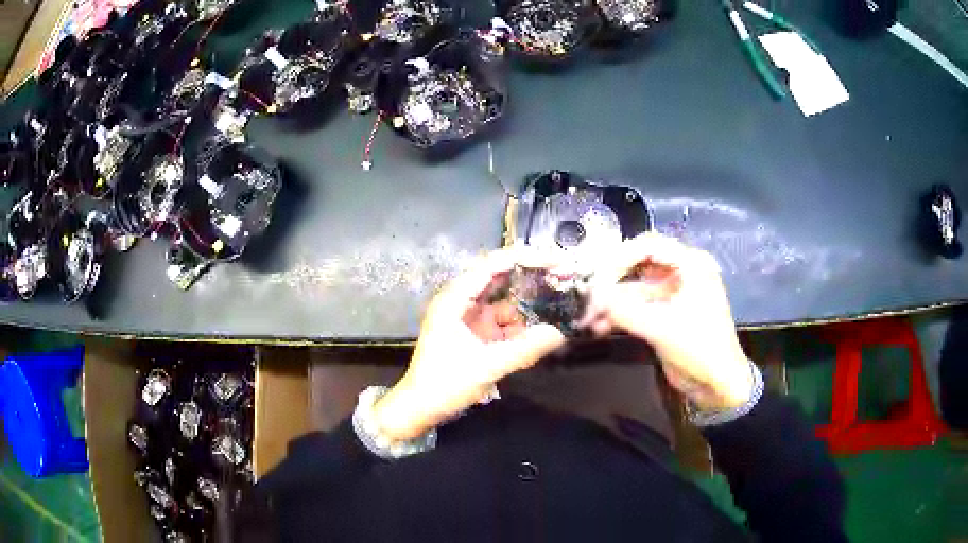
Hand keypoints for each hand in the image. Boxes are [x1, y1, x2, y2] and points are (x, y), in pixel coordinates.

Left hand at [374, 247, 565, 440]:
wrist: (421, 407)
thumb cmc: (446, 384)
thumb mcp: (487, 367)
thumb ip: (524, 350)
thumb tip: (560, 333)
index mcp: (455, 299)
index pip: (492, 265)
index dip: (523, 258)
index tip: (553, 259)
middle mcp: (460, 300)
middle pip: (498, 277)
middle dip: (529, 274)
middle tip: (561, 273)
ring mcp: (467, 316)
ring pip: (502, 300)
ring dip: (526, 302)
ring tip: (557, 299)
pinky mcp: (473, 332)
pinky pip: (501, 320)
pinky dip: (519, 324)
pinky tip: (538, 330)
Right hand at [583, 233, 753, 411]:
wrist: (717, 385)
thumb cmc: (701, 349)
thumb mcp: (662, 328)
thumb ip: (625, 311)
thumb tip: (592, 299)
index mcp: (691, 265)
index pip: (648, 245)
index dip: (619, 258)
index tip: (597, 278)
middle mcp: (681, 273)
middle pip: (637, 264)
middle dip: (611, 282)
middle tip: (588, 297)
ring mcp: (672, 294)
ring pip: (633, 288)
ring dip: (611, 302)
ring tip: (589, 318)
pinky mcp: (664, 314)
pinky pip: (636, 306)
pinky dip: (618, 315)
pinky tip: (599, 327)